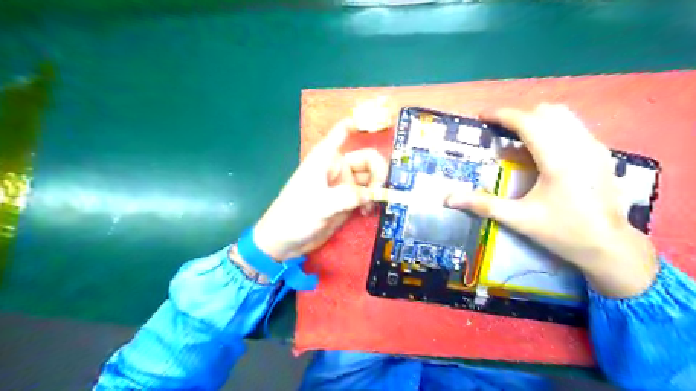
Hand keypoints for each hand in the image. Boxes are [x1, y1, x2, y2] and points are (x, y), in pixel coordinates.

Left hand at [253, 105, 390, 262]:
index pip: (343, 132)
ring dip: (377, 189)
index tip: (382, 124)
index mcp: (326, 158)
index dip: (361, 124)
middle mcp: (337, 168)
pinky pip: (366, 195)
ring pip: (370, 178)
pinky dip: (371, 201)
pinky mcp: (347, 201)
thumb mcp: (321, 204)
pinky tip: (368, 212)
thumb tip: (374, 194)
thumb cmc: (296, 214)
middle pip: (367, 159)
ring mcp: (344, 185)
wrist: (284, 240)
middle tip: (380, 191)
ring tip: (374, 204)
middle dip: (378, 172)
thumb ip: (348, 196)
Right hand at [445, 102, 658, 296]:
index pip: (527, 122)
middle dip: (519, 116)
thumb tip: (448, 199)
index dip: (501, 115)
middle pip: (546, 112)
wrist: (610, 246)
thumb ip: (483, 205)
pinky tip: (543, 151)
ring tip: (519, 138)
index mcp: (558, 159)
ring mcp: (595, 147)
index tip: (481, 116)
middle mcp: (579, 145)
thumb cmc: (563, 232)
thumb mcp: (519, 219)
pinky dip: (553, 129)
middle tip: (499, 132)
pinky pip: (574, 127)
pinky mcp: (602, 154)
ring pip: (564, 116)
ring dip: (537, 120)